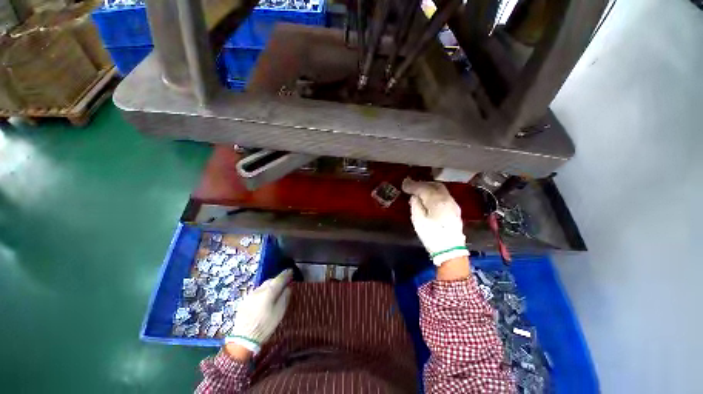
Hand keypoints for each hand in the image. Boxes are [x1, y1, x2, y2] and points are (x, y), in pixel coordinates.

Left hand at [225, 269, 291, 353]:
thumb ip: (285, 297)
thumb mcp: (280, 312)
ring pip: (263, 286)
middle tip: (284, 282)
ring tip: (274, 291)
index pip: (279, 278)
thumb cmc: (265, 325)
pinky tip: (264, 299)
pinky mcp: (244, 301)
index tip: (291, 271)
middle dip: (278, 280)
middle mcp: (259, 290)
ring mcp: (250, 295)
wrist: (244, 339)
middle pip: (270, 280)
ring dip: (270, 286)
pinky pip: (257, 292)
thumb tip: (288, 287)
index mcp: (269, 291)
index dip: (286, 274)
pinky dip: (263, 292)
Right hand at [402, 178, 468, 265]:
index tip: (404, 183)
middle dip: (422, 183)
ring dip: (429, 187)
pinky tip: (429, 197)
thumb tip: (415, 196)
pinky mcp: (454, 209)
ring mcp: (453, 204)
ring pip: (440, 189)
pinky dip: (435, 193)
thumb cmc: (431, 236)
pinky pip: (444, 195)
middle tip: (411, 185)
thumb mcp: (418, 220)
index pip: (423, 188)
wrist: (450, 250)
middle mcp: (447, 199)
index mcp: (437, 201)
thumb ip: (416, 205)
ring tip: (419, 190)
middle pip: (434, 185)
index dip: (413, 185)